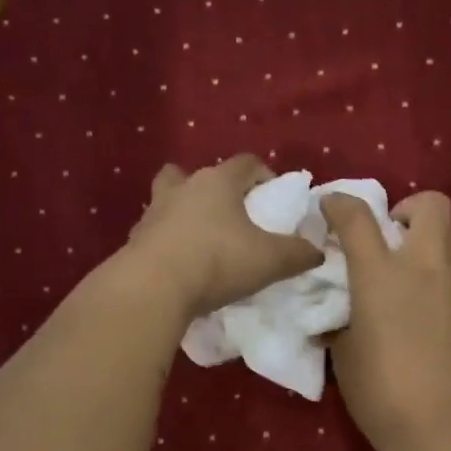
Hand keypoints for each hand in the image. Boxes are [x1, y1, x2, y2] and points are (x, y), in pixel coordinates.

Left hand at [122, 156, 324, 320]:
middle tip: (229, 214)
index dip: (264, 175)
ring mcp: (153, 213)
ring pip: (169, 200)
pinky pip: (155, 233)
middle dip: (213, 189)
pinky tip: (179, 266)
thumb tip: (316, 251)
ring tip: (201, 240)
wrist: (153, 287)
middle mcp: (183, 188)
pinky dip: (167, 243)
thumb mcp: (271, 260)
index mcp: (218, 182)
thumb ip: (299, 253)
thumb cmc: (217, 261)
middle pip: (196, 174)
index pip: (246, 162)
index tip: (274, 197)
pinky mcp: (135, 240)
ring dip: (184, 213)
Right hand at [322, 190, 450, 450]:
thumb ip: (342, 322)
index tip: (331, 207)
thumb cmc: (382, 393)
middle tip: (393, 235)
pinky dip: (448, 278)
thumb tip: (339, 315)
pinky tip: (435, 310)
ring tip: (419, 268)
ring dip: (436, 239)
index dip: (340, 203)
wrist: (445, 427)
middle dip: (410, 208)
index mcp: (380, 275)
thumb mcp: (344, 355)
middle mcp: (424, 267)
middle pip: (432, 204)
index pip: (357, 217)